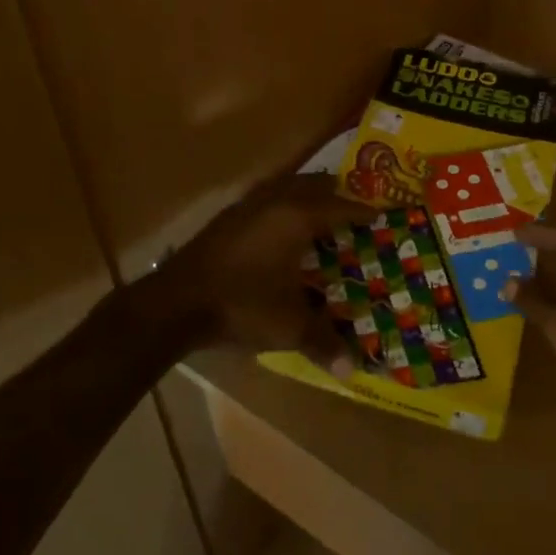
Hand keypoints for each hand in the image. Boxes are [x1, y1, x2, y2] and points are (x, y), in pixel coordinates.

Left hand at [158, 171, 373, 371]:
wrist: (176, 303)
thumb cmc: (243, 305)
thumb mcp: (289, 327)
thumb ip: (324, 343)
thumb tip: (354, 369)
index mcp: (297, 217)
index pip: (340, 205)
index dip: (361, 211)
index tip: (379, 215)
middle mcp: (273, 201)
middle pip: (312, 185)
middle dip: (334, 193)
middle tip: (351, 210)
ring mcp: (245, 206)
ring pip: (284, 186)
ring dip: (304, 195)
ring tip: (318, 213)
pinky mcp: (225, 218)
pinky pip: (263, 199)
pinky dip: (279, 205)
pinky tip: (278, 229)